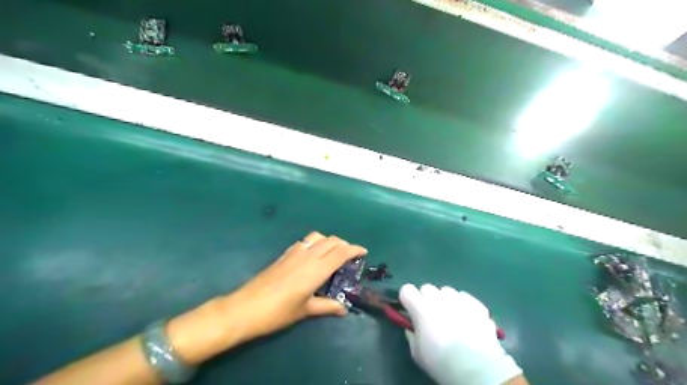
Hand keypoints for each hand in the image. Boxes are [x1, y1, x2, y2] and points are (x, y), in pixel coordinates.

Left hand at [226, 233, 367, 340]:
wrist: (246, 307)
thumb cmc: (279, 311)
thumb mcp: (306, 310)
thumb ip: (327, 306)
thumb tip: (343, 309)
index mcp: (316, 268)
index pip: (341, 252)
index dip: (354, 249)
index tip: (363, 252)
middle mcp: (308, 255)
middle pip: (331, 240)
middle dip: (344, 244)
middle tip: (350, 256)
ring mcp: (294, 252)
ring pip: (317, 237)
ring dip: (329, 241)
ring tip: (332, 254)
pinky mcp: (284, 254)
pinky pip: (305, 241)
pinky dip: (315, 243)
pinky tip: (313, 256)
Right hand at [398, 285, 520, 383]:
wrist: (477, 369)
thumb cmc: (442, 362)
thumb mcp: (417, 353)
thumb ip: (412, 334)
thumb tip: (413, 327)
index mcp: (421, 308)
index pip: (407, 289)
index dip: (408, 299)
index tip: (411, 311)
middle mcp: (438, 298)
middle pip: (427, 288)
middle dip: (427, 299)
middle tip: (432, 317)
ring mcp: (459, 299)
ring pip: (447, 291)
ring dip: (445, 301)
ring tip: (452, 318)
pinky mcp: (476, 304)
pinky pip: (465, 298)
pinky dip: (463, 305)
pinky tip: (468, 320)